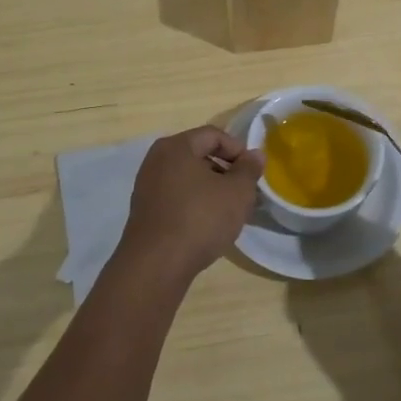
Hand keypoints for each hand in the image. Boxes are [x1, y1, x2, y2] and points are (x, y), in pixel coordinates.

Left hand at [115, 126, 263, 290]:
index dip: (238, 149)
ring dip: (211, 188)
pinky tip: (207, 224)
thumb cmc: (200, 219)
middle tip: (244, 191)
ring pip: (187, 178)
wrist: (156, 265)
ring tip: (229, 210)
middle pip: (198, 154)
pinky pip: (176, 196)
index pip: (213, 135)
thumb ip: (249, 169)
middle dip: (225, 170)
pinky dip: (194, 203)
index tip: (253, 172)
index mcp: (176, 146)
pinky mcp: (145, 211)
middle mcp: (156, 160)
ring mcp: (147, 186)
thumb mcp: (237, 192)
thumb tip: (255, 154)